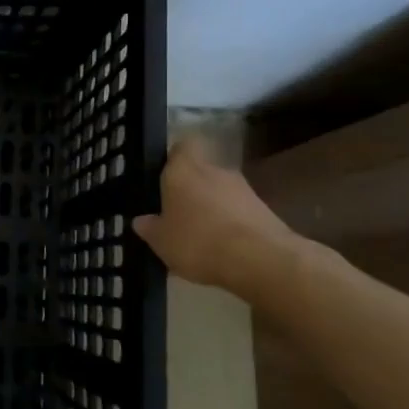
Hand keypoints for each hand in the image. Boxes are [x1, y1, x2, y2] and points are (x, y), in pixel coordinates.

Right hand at [132, 138, 301, 297]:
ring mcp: (244, 190)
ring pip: (221, 193)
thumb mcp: (160, 240)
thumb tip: (142, 220)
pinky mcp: (266, 211)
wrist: (262, 261)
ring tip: (200, 236)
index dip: (174, 157)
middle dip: (191, 189)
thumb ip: (150, 227)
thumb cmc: (198, 241)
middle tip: (177, 212)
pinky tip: (223, 248)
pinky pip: (239, 212)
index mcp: (183, 170)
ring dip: (212, 208)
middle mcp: (215, 171)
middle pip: (201, 171)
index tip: (164, 173)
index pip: (182, 146)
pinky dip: (231, 225)